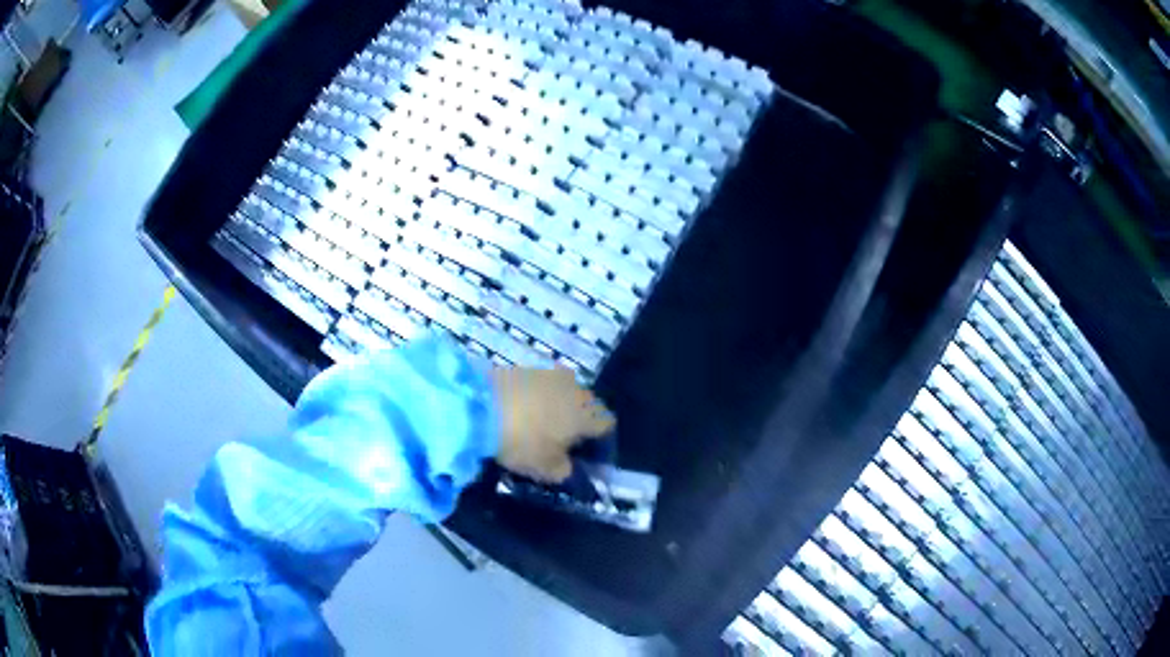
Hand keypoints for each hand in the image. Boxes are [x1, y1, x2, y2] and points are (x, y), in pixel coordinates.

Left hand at [489, 366, 615, 482]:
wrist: (478, 405)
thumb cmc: (522, 441)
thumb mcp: (546, 468)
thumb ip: (564, 470)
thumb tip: (568, 467)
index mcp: (588, 412)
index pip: (607, 425)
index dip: (599, 443)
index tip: (585, 457)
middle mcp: (576, 387)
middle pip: (586, 407)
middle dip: (577, 424)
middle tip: (560, 444)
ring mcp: (549, 373)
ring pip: (562, 395)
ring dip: (555, 410)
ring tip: (536, 430)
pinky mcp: (524, 368)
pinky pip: (540, 388)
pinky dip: (535, 401)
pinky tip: (519, 415)